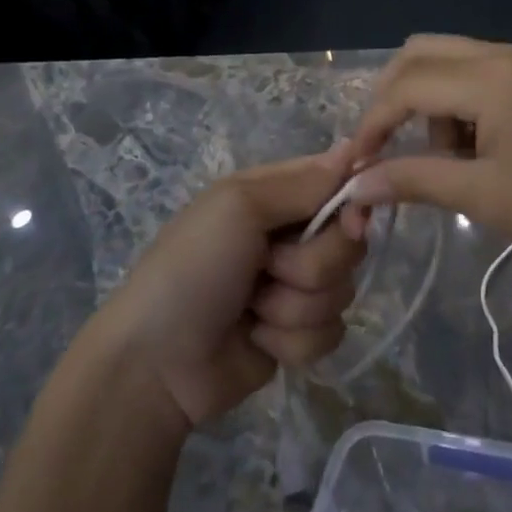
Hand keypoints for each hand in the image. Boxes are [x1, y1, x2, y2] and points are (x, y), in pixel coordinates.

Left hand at [95, 143, 368, 428]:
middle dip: (314, 264)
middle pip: (349, 242)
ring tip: (252, 310)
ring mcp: (294, 287)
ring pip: (342, 290)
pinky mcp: (296, 334)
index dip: (353, 202)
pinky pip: (330, 332)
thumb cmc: (193, 267)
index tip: (353, 221)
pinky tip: (256, 339)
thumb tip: (354, 147)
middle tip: (269, 268)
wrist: (156, 364)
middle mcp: (291, 235)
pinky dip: (292, 340)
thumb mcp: (240, 207)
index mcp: (276, 196)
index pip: (338, 182)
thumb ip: (303, 184)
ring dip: (295, 306)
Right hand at [345, 36, 511, 269]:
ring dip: (429, 102)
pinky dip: (457, 103)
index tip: (357, 164)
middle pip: (420, 53)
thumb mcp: (485, 196)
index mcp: (488, 77)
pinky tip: (476, 150)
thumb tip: (356, 183)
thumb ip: (414, 180)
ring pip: (448, 61)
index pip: (406, 84)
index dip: (373, 122)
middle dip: (394, 97)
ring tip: (449, 162)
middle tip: (388, 149)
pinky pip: (476, 74)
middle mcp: (501, 54)